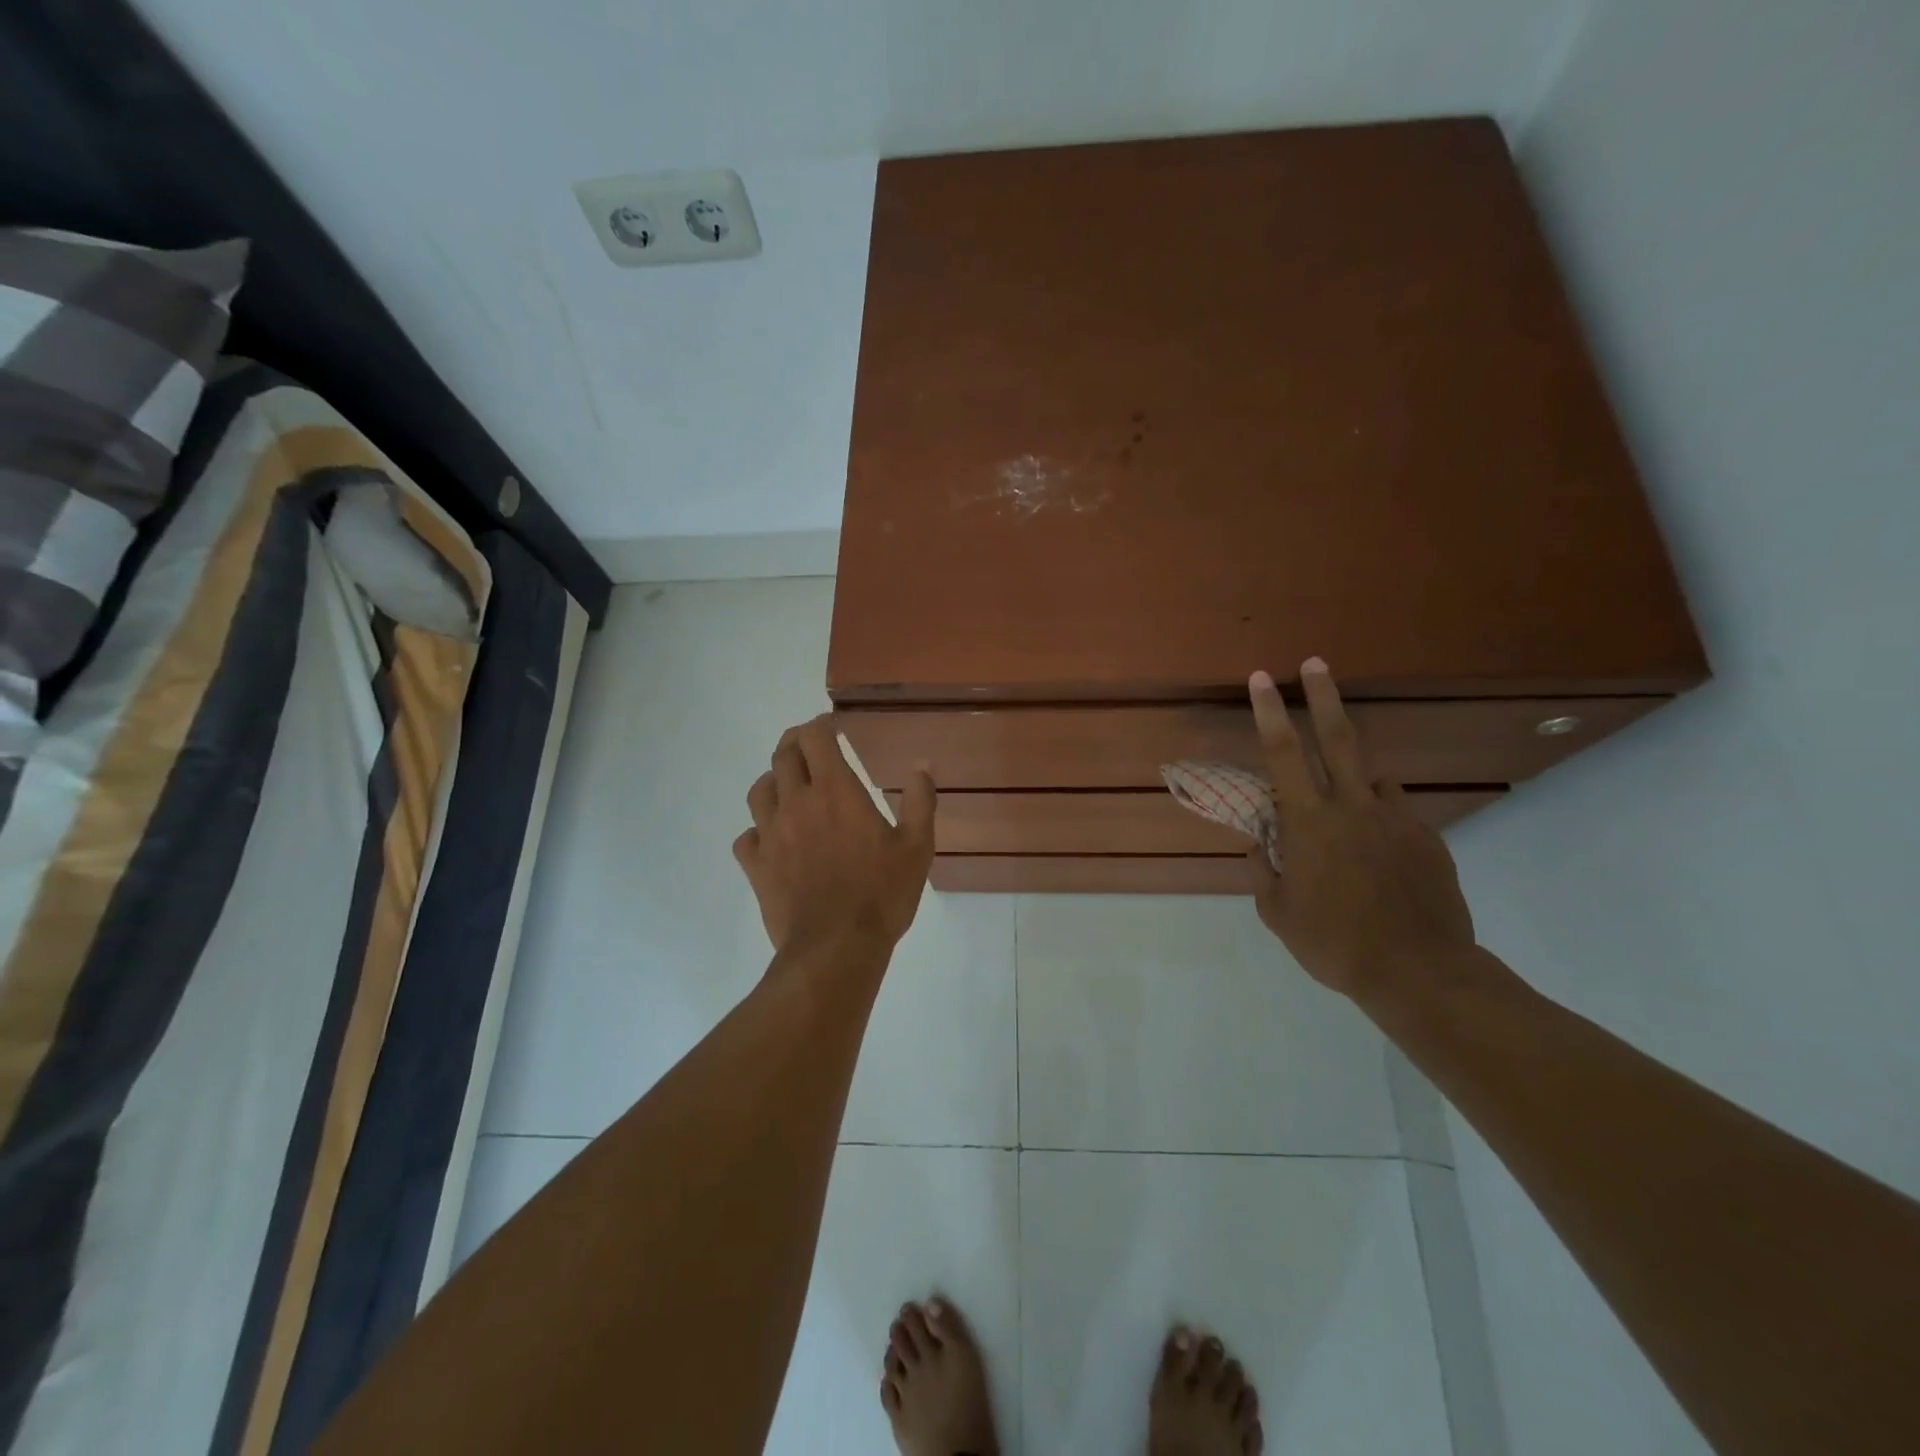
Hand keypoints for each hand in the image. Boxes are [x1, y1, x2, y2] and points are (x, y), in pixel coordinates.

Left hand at [733, 715, 936, 958]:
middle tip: (810, 746)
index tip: (831, 725)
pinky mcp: (756, 866)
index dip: (821, 724)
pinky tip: (770, 839)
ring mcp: (770, 834)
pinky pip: (746, 837)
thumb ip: (919, 801)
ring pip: (759, 790)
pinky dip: (757, 830)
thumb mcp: (917, 847)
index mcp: (835, 791)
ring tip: (788, 786)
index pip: (815, 738)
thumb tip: (923, 764)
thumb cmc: (881, 894)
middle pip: (783, 755)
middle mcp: (796, 803)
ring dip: (773, 780)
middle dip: (795, 742)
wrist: (836, 948)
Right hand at [1246, 660, 1475, 1003]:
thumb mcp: (1277, 912)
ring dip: (1352, 769)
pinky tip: (1376, 849)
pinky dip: (1377, 814)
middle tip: (1315, 662)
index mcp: (1309, 822)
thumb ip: (1263, 868)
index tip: (1262, 679)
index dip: (1269, 712)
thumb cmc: (1334, 942)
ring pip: (1370, 773)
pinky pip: (1395, 811)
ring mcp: (1395, 819)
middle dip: (1323, 695)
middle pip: (1338, 737)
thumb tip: (1259, 841)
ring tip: (1342, 801)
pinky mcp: (1427, 838)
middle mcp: (1353, 807)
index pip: (1283, 753)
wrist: (1419, 972)